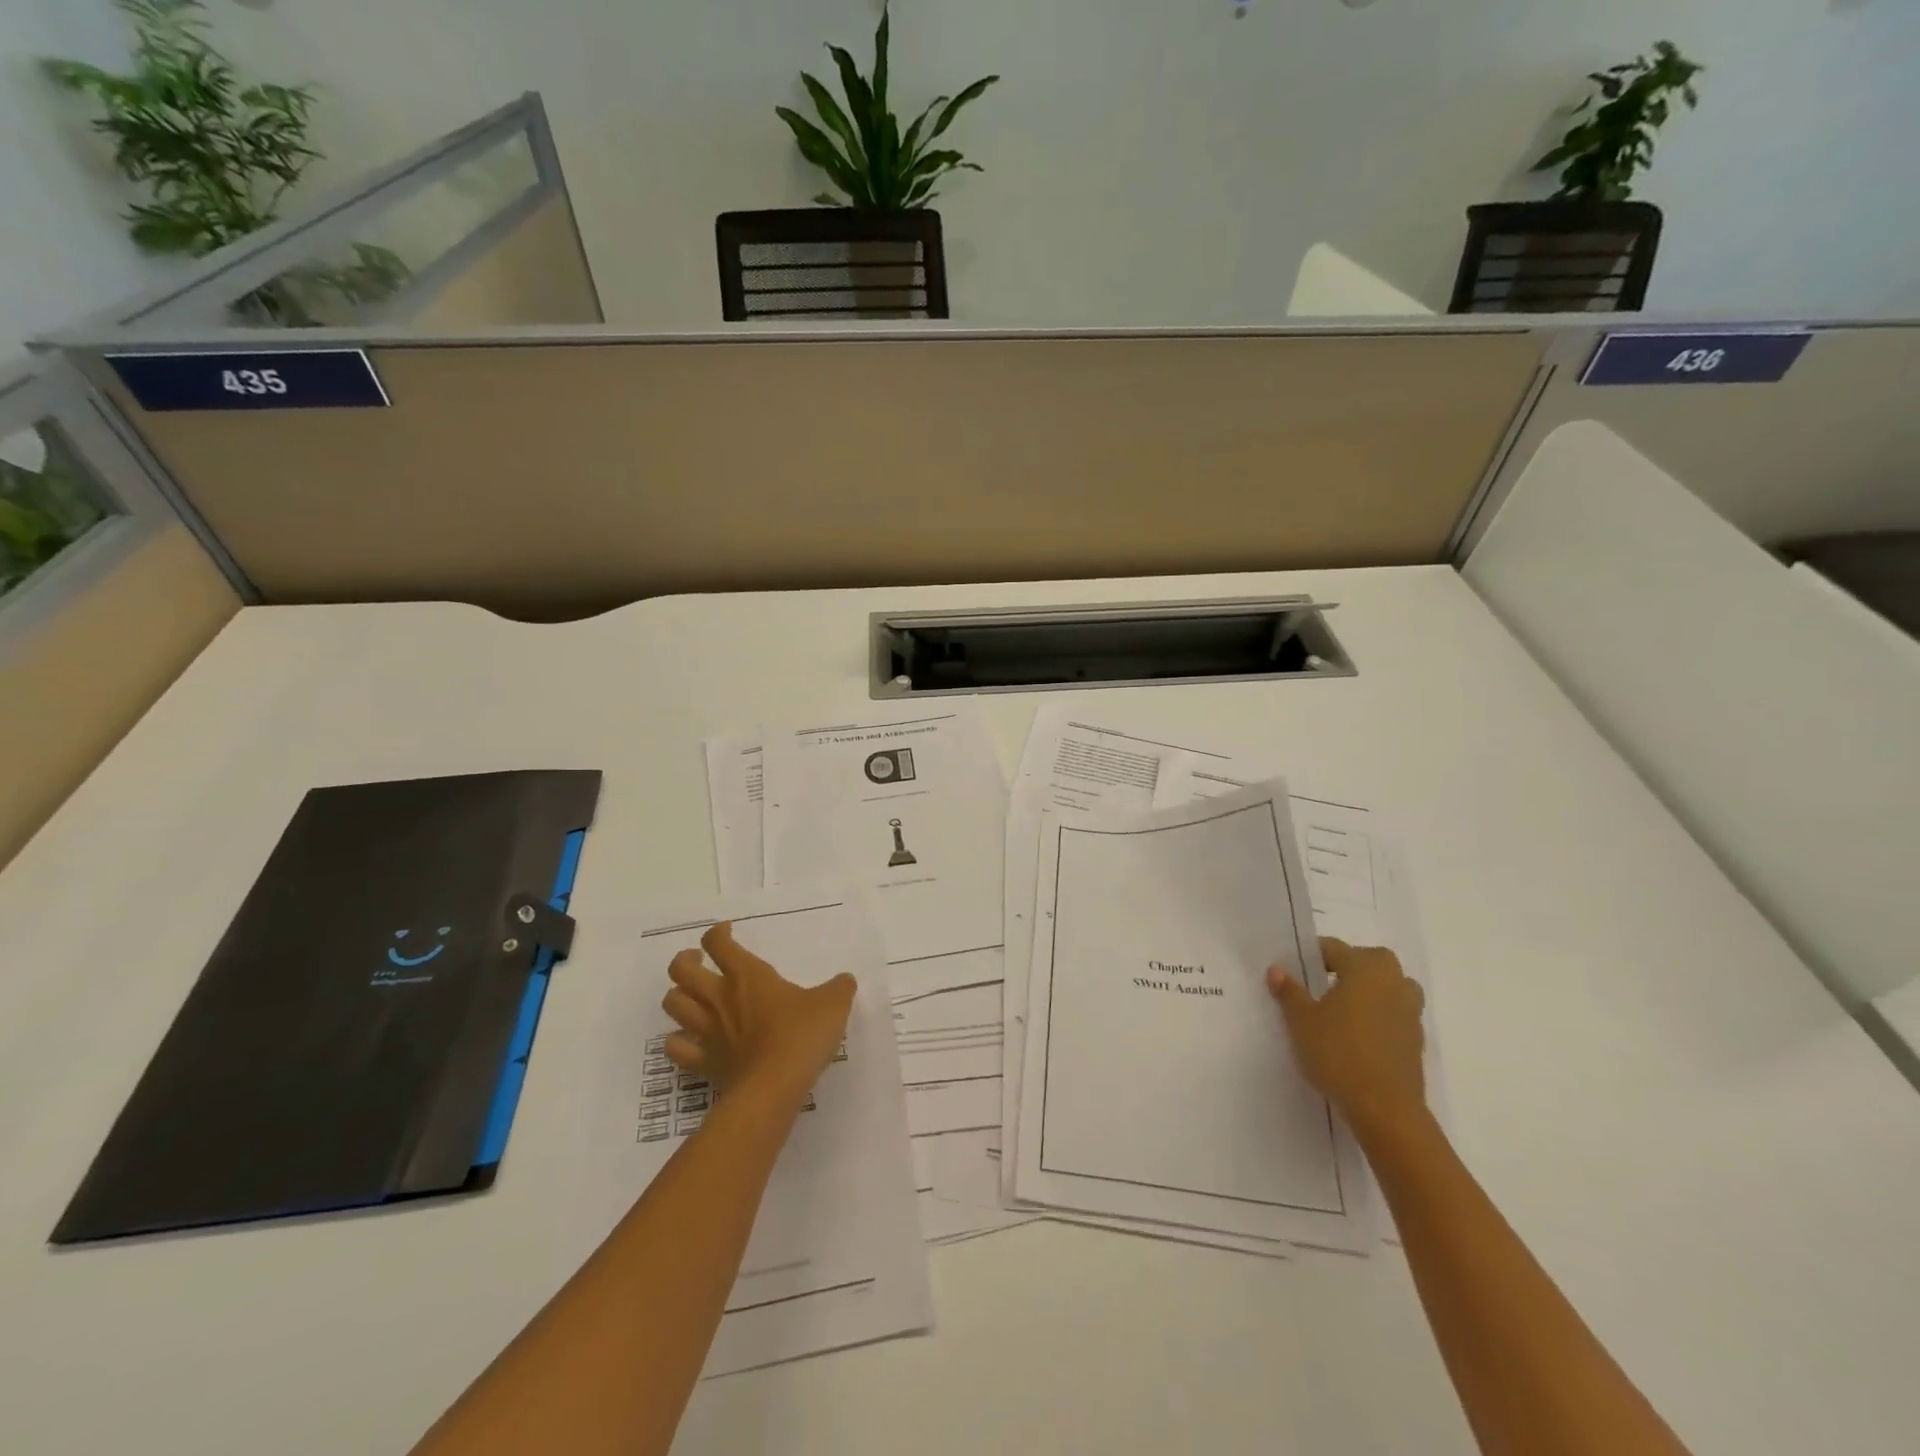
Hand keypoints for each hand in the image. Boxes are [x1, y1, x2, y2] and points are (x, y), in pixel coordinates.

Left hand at [662, 922, 856, 1106]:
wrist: (774, 1087)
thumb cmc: (801, 1035)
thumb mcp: (833, 1004)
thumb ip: (838, 988)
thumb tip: (844, 981)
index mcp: (747, 975)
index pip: (718, 943)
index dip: (717, 933)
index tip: (728, 932)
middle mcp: (719, 997)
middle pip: (681, 969)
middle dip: (686, 960)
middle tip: (701, 962)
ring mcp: (706, 1031)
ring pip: (672, 1004)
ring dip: (678, 996)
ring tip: (693, 997)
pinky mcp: (703, 1063)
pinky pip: (676, 1049)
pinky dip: (677, 1042)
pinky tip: (689, 1040)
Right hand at [1268, 937, 1426, 1138]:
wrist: (1385, 1109)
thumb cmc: (1339, 1053)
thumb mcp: (1301, 1021)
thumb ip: (1290, 992)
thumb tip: (1277, 969)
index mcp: (1364, 969)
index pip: (1335, 948)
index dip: (1312, 954)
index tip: (1295, 968)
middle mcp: (1393, 982)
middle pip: (1371, 960)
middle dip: (1349, 965)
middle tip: (1323, 982)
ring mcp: (1410, 1011)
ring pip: (1390, 986)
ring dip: (1371, 989)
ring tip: (1344, 1007)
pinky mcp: (1416, 1039)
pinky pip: (1396, 1013)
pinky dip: (1380, 1015)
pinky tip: (1359, 1034)